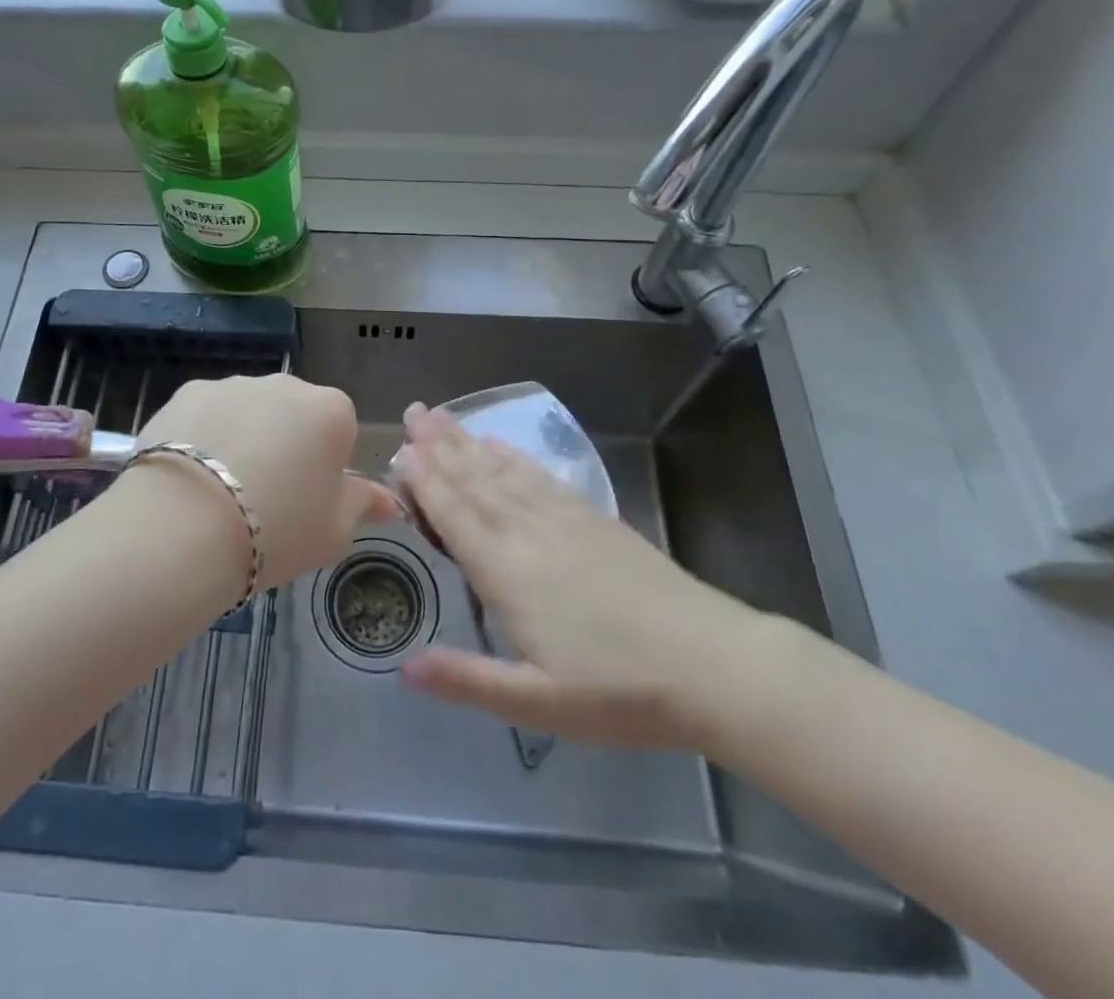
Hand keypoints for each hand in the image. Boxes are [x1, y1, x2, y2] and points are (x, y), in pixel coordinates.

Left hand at [134, 374, 397, 590]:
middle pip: (293, 414)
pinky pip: (206, 414)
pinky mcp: (186, 392)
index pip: (341, 432)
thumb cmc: (276, 529)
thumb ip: (362, 505)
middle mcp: (286, 384)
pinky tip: (188, 477)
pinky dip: (202, 436)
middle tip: (264, 498)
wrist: (184, 525)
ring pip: (248, 411)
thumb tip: (388, 500)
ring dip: (243, 437)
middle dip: (285, 445)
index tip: (306, 501)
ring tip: (219, 492)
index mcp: (332, 412)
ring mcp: (233, 384)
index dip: (325, 468)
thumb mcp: (333, 532)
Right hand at [396, 404, 775, 749]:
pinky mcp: (594, 519)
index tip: (400, 449)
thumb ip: (468, 681)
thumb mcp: (538, 702)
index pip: (456, 514)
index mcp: (507, 571)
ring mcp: (564, 519)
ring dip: (469, 442)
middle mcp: (528, 532)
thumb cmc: (619, 691)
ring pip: (504, 471)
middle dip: (439, 446)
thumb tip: (402, 668)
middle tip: (413, 412)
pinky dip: (514, 456)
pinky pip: (541, 476)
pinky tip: (502, 444)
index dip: (425, 481)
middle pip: (475, 480)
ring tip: (443, 417)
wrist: (713, 666)